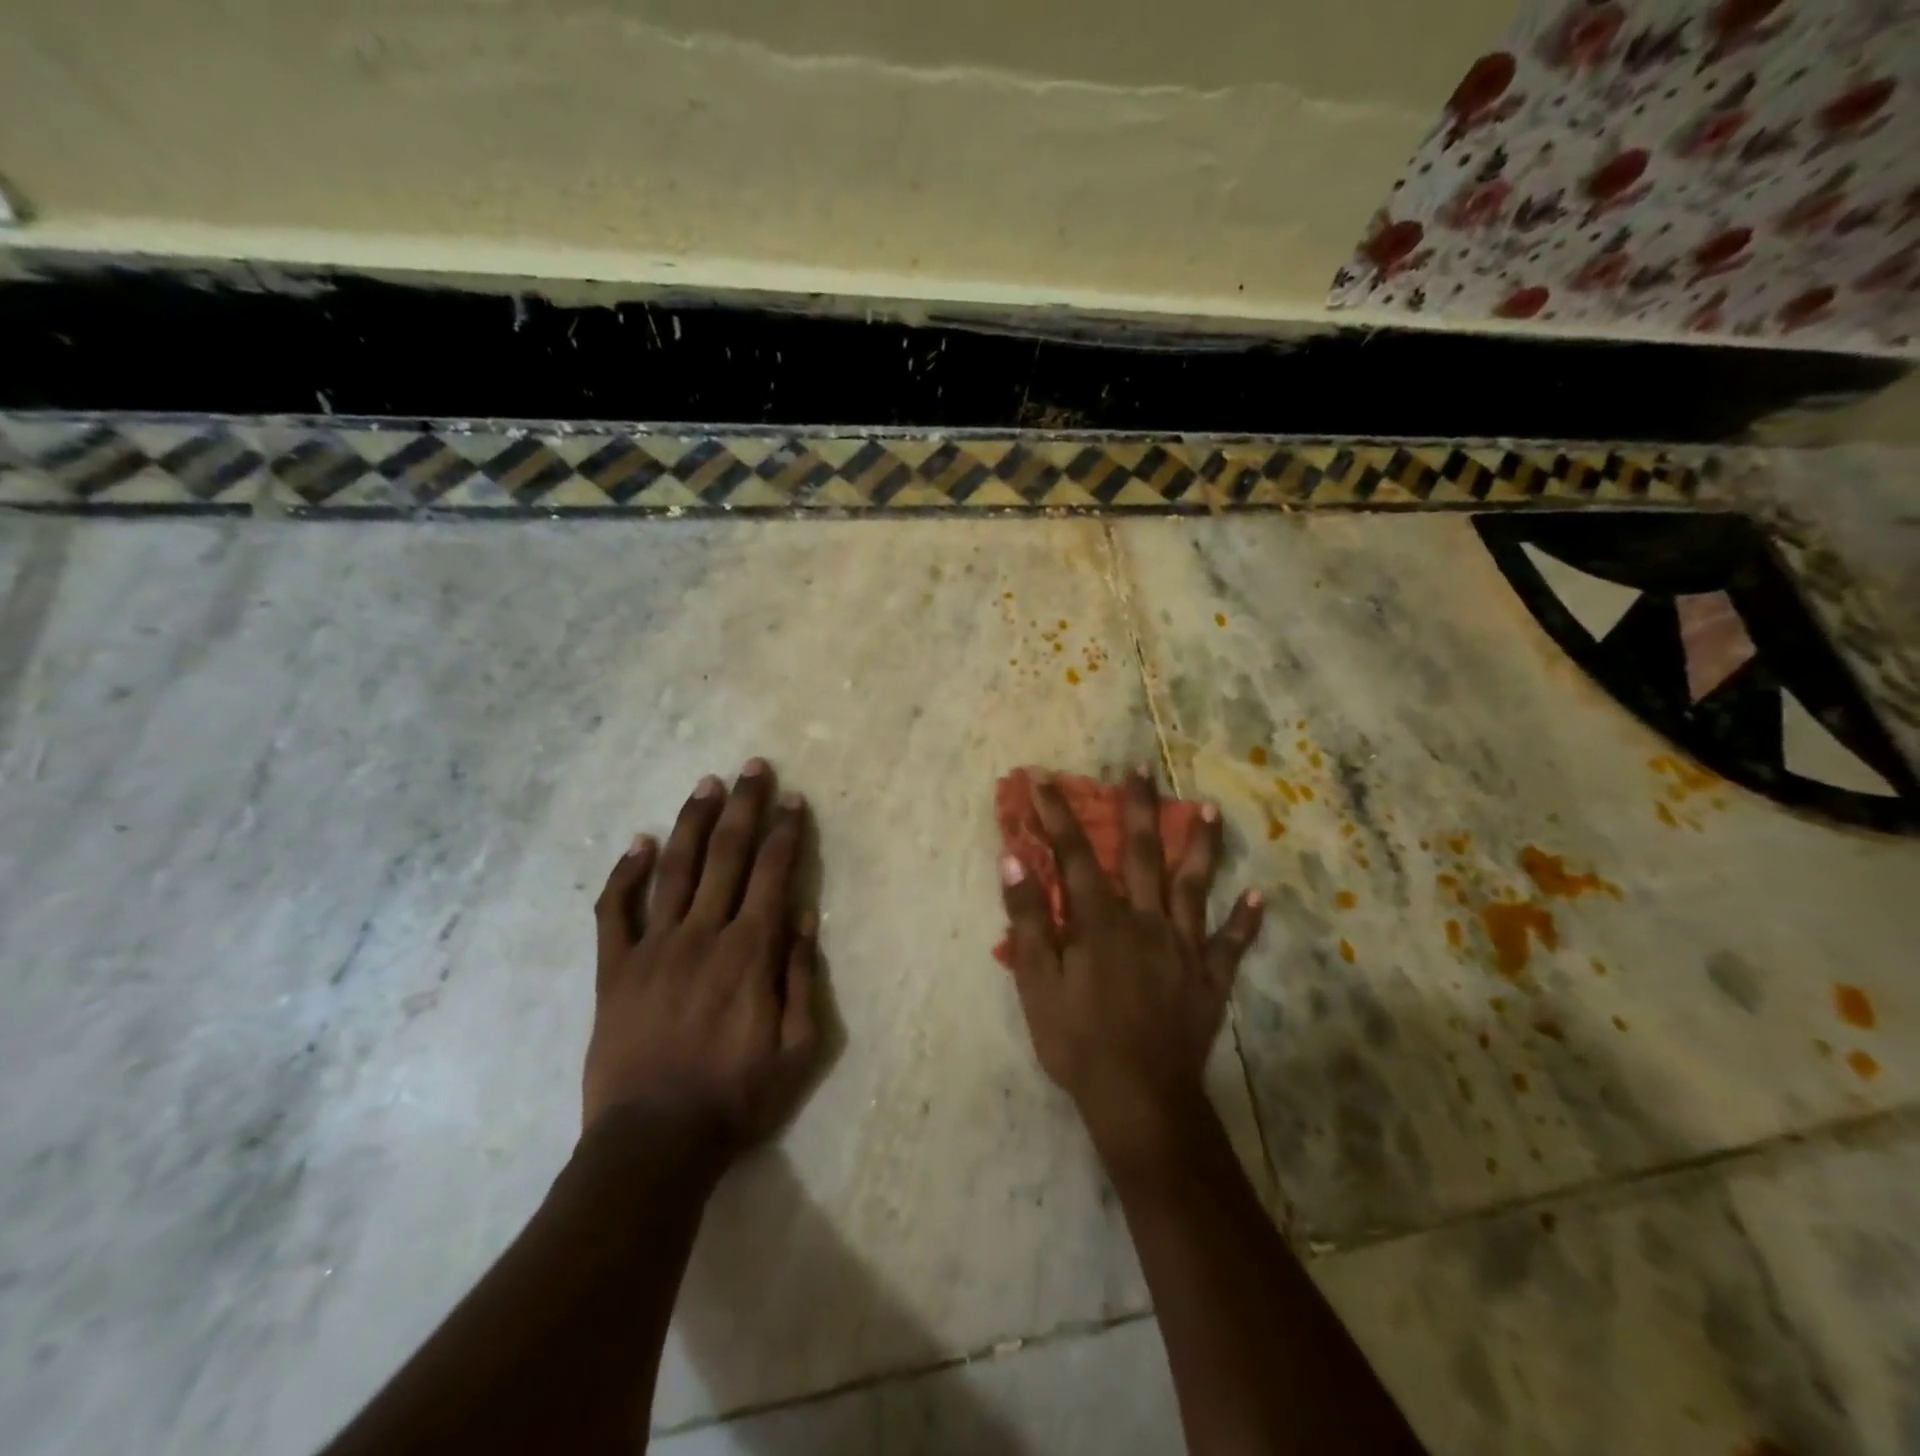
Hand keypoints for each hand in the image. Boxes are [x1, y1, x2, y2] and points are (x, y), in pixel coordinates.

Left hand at [585, 759, 820, 1155]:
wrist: (654, 1143)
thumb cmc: (736, 1097)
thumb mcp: (798, 1048)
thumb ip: (802, 977)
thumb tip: (803, 915)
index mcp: (750, 952)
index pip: (773, 873)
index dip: (785, 831)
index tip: (792, 799)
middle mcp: (703, 934)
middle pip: (727, 855)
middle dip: (744, 806)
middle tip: (753, 767)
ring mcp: (653, 948)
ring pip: (676, 869)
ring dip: (693, 822)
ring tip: (707, 784)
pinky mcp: (614, 970)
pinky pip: (615, 912)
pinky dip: (625, 874)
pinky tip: (638, 842)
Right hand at [999, 767, 1262, 1166]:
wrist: (1140, 1100)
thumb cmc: (1078, 1043)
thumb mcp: (1037, 983)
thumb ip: (1027, 919)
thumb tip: (1014, 859)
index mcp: (1101, 921)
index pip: (1075, 855)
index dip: (1057, 815)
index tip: (1044, 780)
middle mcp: (1146, 921)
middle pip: (1142, 853)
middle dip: (1137, 807)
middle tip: (1140, 768)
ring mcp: (1184, 948)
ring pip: (1194, 885)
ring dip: (1200, 844)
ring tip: (1208, 808)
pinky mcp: (1210, 979)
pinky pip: (1231, 945)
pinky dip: (1245, 921)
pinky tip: (1258, 897)